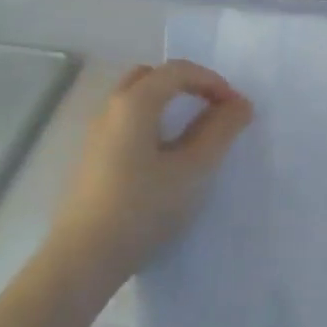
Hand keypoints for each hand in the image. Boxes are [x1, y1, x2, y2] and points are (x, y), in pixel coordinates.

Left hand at [49, 60, 252, 275]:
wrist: (86, 255)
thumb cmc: (145, 207)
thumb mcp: (194, 169)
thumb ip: (220, 131)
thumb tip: (240, 104)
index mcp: (134, 103)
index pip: (177, 71)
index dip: (213, 81)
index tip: (237, 108)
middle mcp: (110, 109)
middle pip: (151, 78)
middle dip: (187, 86)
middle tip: (214, 111)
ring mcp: (97, 135)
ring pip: (136, 101)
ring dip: (169, 105)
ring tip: (196, 135)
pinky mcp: (94, 159)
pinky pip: (128, 124)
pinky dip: (154, 124)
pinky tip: (168, 159)